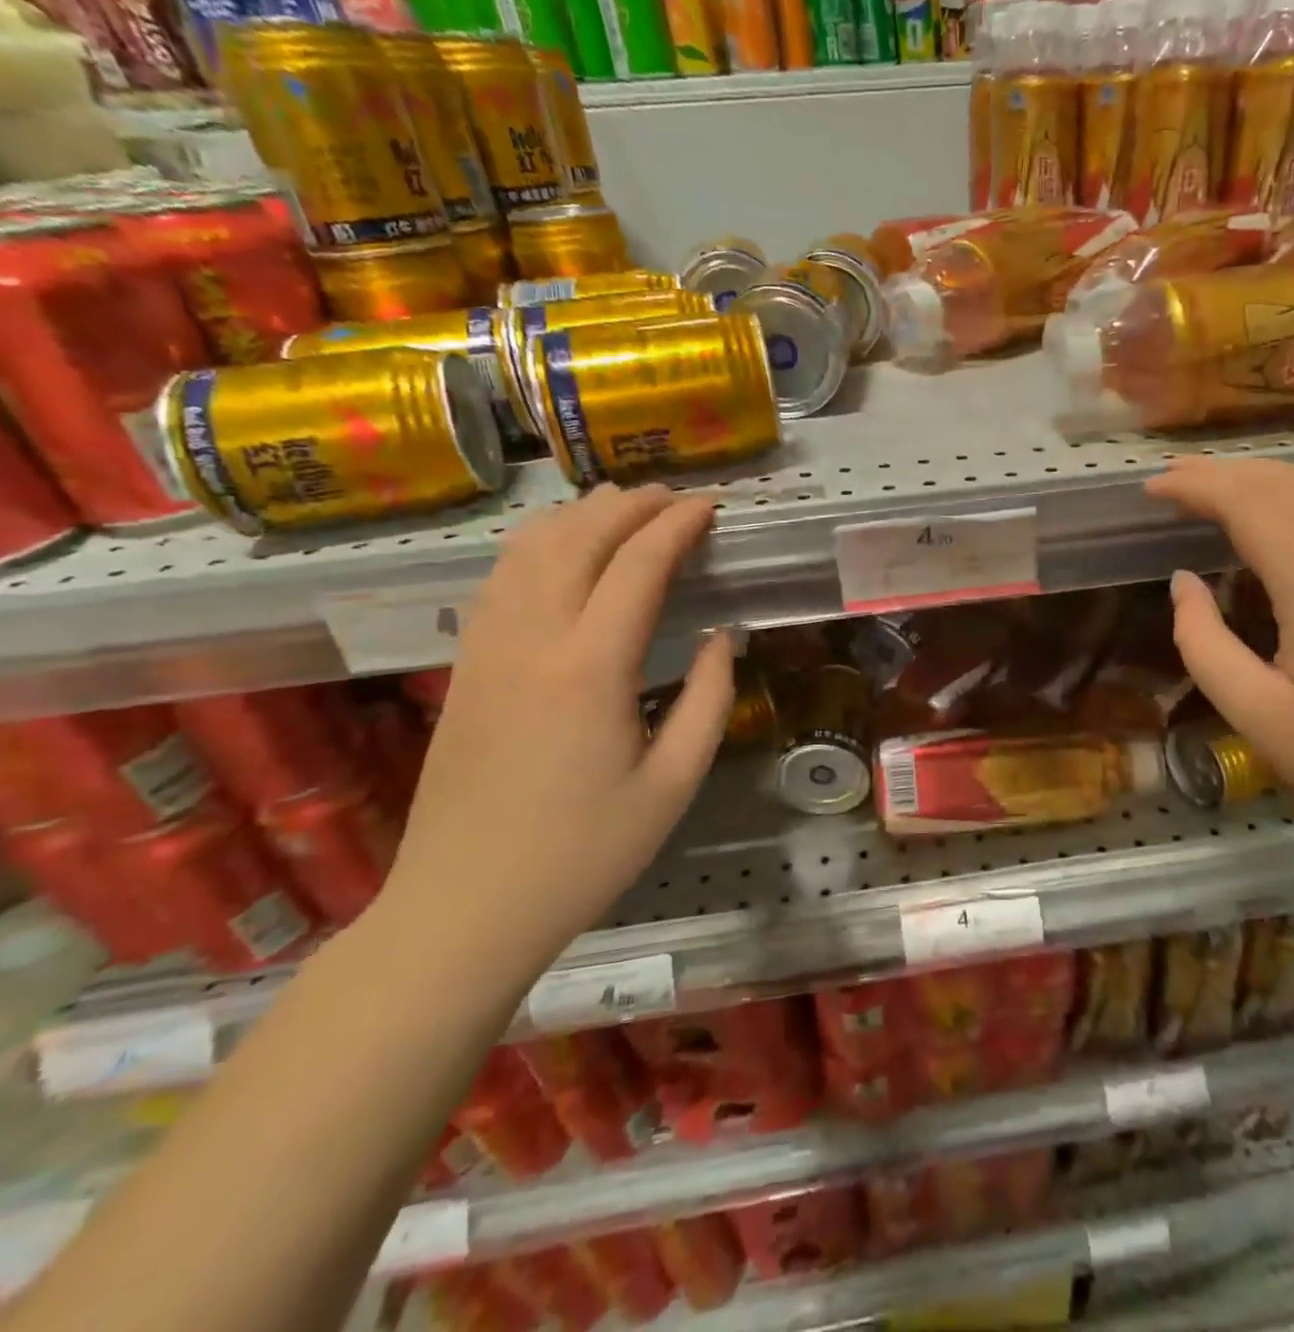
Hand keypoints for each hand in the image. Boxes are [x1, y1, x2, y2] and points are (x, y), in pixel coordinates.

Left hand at [383, 484, 732, 974]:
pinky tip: (560, 551)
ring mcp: (487, 650)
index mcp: (589, 668)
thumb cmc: (584, 853)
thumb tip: (718, 638)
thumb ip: (707, 701)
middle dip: (628, 504)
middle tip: (673, 496)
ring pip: (527, 550)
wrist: (465, 908)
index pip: (637, 565)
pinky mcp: (465, 668)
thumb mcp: (673, 784)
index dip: (676, 526)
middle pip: (577, 539)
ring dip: (578, 516)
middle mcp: (532, 640)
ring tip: (620, 503)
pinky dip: (536, 546)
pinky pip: (499, 581)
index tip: (709, 507)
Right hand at [1146, 458, 1293, 864]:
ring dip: (1261, 477)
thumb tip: (1182, 582)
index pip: (1249, 505)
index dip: (1197, 488)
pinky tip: (1278, 509)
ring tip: (1213, 484)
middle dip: (1222, 473)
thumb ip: (1203, 643)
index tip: (1151, 489)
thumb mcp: (1256, 715)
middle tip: (1170, 479)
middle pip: (1284, 485)